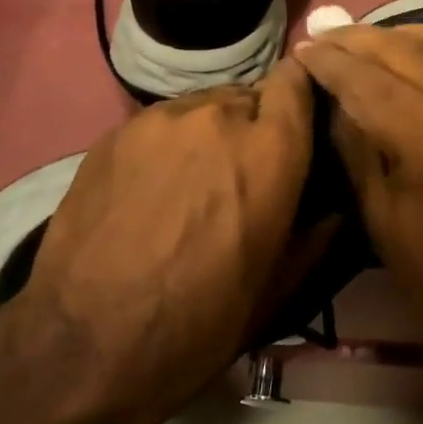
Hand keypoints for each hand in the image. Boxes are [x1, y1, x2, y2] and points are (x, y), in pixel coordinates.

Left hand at [24, 58, 320, 412]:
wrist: (86, 343)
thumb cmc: (200, 321)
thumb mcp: (279, 285)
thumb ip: (318, 230)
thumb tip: (336, 204)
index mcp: (270, 150)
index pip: (296, 80)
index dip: (299, 97)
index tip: (296, 127)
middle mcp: (220, 116)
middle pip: (251, 96)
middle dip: (254, 127)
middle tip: (241, 173)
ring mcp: (162, 118)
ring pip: (204, 106)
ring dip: (211, 132)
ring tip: (192, 180)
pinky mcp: (117, 131)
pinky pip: (161, 122)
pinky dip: (169, 144)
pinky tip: (151, 188)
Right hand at [293, 23, 422, 371]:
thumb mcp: (382, 221)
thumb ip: (356, 148)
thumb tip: (332, 97)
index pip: (369, 80)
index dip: (329, 61)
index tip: (300, 49)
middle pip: (403, 48)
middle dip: (355, 39)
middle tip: (320, 38)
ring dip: (393, 34)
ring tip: (357, 44)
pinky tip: (404, 55)